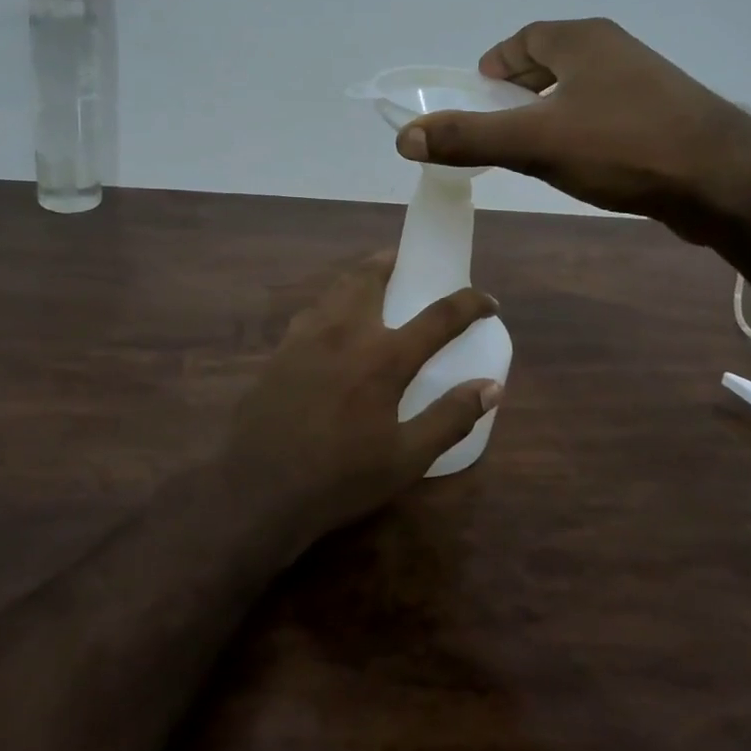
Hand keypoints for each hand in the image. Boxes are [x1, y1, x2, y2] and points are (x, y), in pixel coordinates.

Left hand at [222, 253, 501, 549]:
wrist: (259, 489)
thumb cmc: (340, 477)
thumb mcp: (406, 459)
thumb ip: (450, 418)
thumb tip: (491, 387)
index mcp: (383, 357)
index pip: (439, 316)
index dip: (469, 303)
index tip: (488, 301)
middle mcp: (345, 332)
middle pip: (371, 276)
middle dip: (394, 261)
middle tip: (408, 263)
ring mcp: (306, 337)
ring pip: (336, 288)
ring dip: (360, 277)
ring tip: (374, 284)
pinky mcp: (280, 351)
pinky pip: (312, 311)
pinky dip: (332, 303)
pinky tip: (333, 325)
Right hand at [395, 17, 750, 239]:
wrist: (725, 181)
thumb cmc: (623, 146)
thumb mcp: (534, 142)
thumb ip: (468, 138)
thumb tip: (405, 137)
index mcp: (583, 40)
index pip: (525, 38)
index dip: (496, 64)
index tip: (477, 95)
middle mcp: (615, 50)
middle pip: (552, 60)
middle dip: (520, 88)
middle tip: (497, 123)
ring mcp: (645, 83)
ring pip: (581, 89)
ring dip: (551, 111)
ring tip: (532, 147)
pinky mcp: (665, 116)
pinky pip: (606, 113)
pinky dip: (581, 128)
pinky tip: (580, 163)